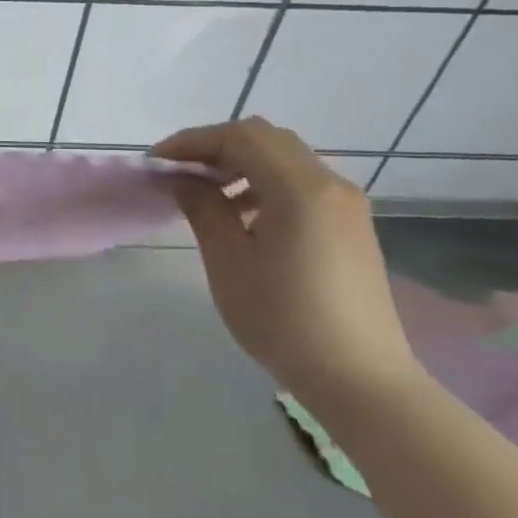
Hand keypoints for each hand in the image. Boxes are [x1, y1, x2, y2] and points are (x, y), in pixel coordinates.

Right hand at [152, 117, 421, 404]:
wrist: (361, 380)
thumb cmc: (283, 319)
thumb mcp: (229, 261)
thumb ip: (203, 208)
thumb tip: (182, 178)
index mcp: (301, 189)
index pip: (240, 137)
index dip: (192, 142)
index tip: (156, 163)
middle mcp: (330, 184)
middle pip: (266, 139)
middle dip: (215, 147)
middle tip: (178, 173)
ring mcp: (346, 205)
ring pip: (285, 158)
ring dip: (240, 164)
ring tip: (205, 194)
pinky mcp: (350, 226)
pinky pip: (302, 183)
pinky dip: (264, 183)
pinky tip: (243, 216)